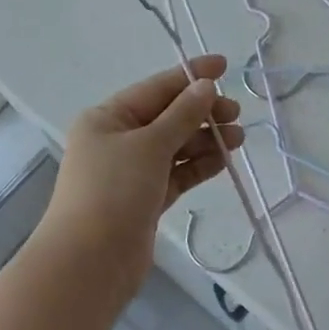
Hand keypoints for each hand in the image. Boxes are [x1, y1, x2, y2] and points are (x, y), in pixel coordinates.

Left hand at [44, 56, 244, 293]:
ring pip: (175, 146)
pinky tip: (224, 161)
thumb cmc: (113, 192)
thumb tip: (205, 86)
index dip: (191, 75)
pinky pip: (177, 173)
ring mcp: (131, 172)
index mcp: (108, 117)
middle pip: (167, 117)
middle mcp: (117, 140)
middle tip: (236, 113)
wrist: (89, 264)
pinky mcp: (145, 200)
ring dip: (206, 140)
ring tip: (239, 139)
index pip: (156, 88)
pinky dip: (198, 166)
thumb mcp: (150, 145)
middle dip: (202, 112)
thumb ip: (182, 114)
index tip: (225, 66)